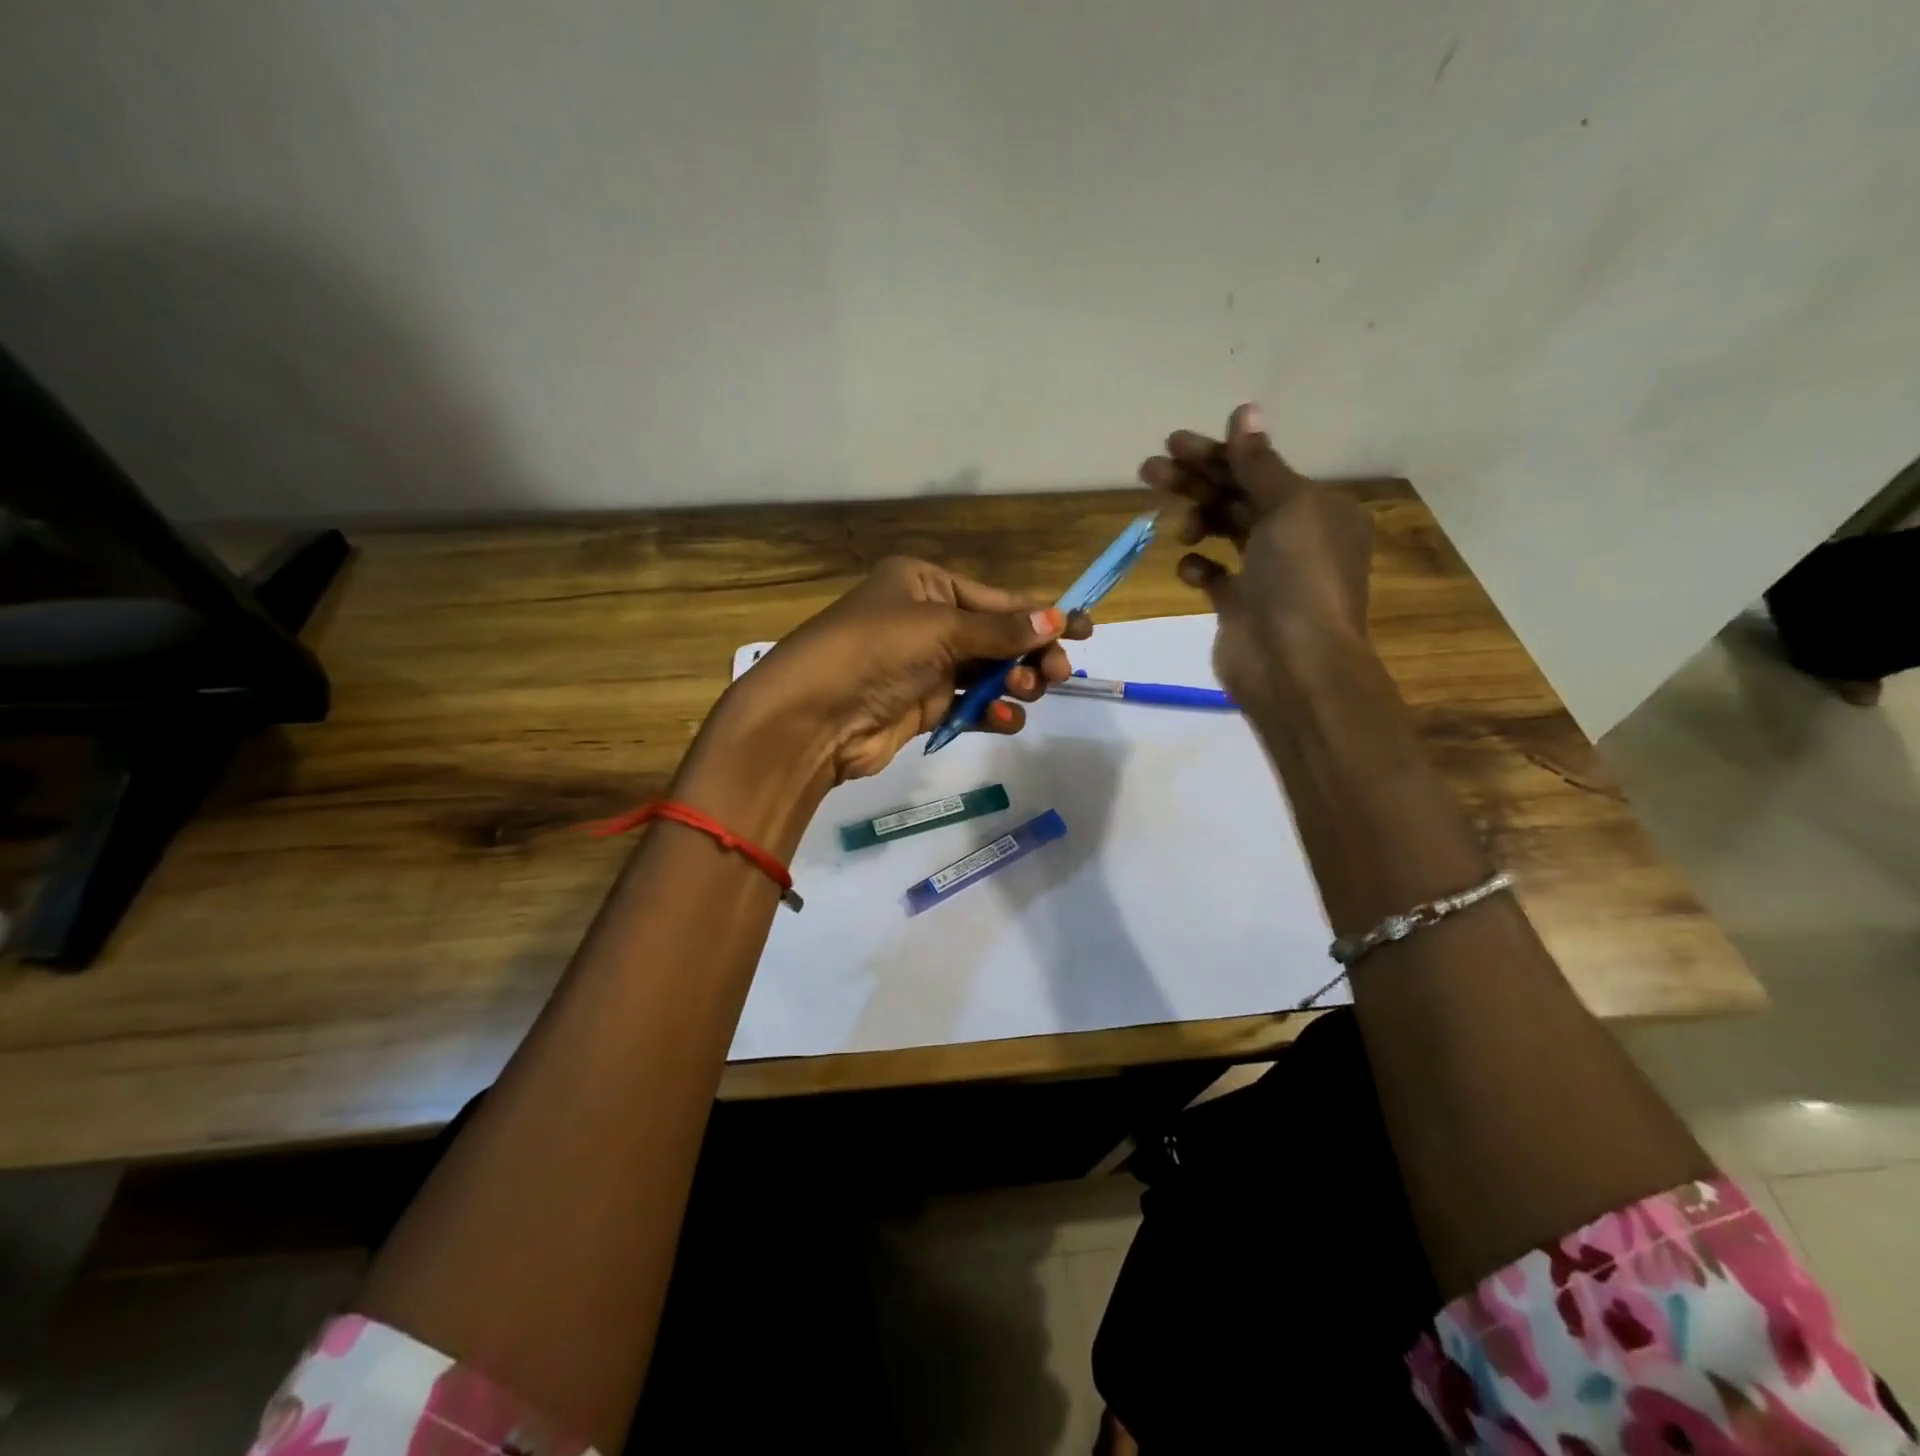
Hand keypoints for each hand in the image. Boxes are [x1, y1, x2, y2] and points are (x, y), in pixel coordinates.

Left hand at [724, 556, 1090, 783]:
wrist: (813, 716)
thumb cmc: (875, 651)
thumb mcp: (940, 629)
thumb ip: (1000, 630)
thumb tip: (1057, 616)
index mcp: (924, 584)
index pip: (995, 598)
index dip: (1040, 612)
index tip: (1085, 628)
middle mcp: (925, 620)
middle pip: (996, 636)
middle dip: (1030, 653)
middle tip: (1058, 673)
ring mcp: (923, 666)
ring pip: (986, 672)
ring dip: (1013, 683)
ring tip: (1026, 692)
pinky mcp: (921, 707)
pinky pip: (968, 705)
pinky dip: (990, 712)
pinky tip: (1004, 720)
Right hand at [1140, 403, 1374, 707]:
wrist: (1294, 665)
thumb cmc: (1299, 579)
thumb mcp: (1288, 508)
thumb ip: (1259, 463)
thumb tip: (1245, 411)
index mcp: (1318, 508)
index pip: (1260, 468)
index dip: (1217, 453)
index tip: (1173, 443)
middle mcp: (1295, 536)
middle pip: (1237, 496)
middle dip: (1195, 481)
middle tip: (1149, 468)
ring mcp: (1267, 574)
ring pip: (1223, 531)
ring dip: (1195, 519)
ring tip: (1174, 527)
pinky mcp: (1241, 606)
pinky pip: (1214, 576)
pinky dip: (1199, 567)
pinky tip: (1190, 568)